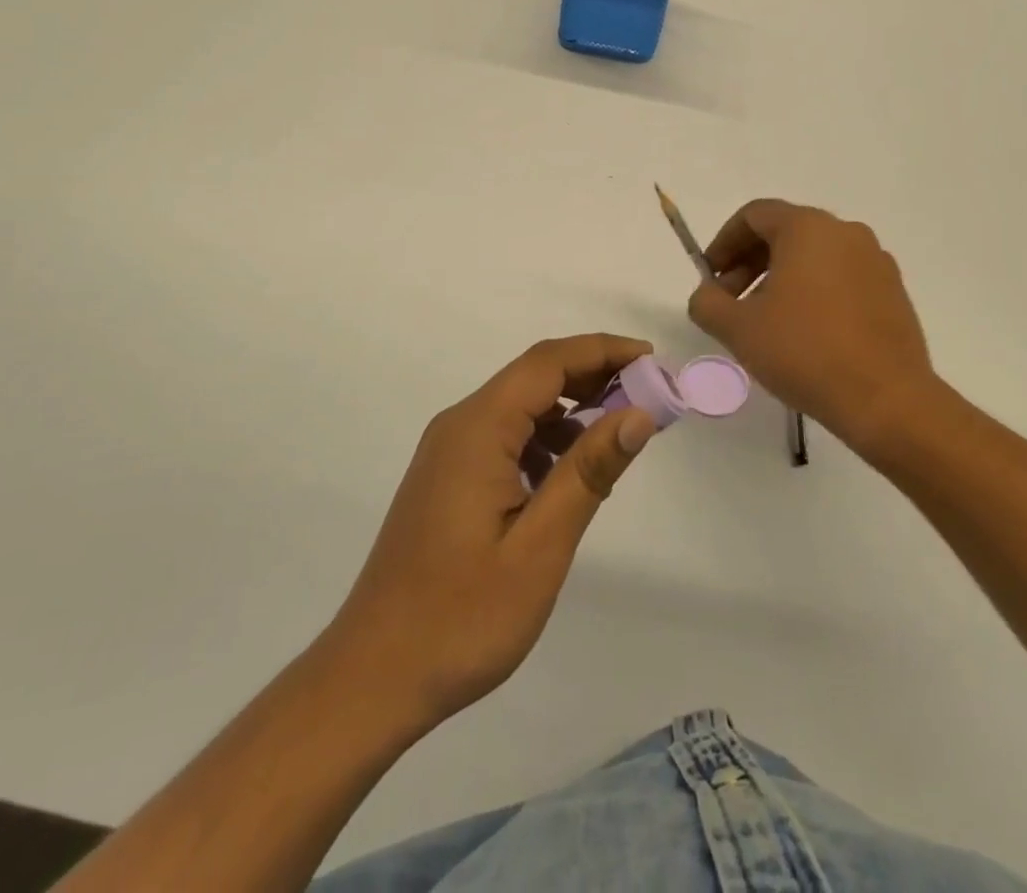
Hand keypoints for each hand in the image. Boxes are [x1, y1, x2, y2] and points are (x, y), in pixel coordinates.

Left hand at [321, 335, 658, 733]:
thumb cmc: (462, 616)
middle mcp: (460, 425)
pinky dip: (545, 439)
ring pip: (520, 406)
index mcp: (479, 428)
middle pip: (534, 377)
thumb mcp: (540, 545)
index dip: (602, 351)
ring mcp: (449, 451)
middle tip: (648, 396)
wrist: (375, 674)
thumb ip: (589, 472)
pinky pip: (504, 436)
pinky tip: (569, 474)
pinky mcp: (448, 477)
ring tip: (619, 434)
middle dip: (593, 376)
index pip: (548, 362)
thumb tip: (639, 415)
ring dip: (571, 410)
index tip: (652, 360)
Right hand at [687, 199, 943, 451]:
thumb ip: (707, 302)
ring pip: (814, 256)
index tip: (711, 277)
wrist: (886, 400)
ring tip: (765, 321)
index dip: (723, 242)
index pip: (754, 215)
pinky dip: (814, 292)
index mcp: (808, 228)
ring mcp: (875, 261)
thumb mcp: (737, 328)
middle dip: (749, 262)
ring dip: (780, 278)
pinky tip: (805, 333)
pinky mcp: (893, 292)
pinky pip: (841, 277)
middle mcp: (846, 232)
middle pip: (784, 232)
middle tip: (730, 301)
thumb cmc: (804, 351)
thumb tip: (707, 295)